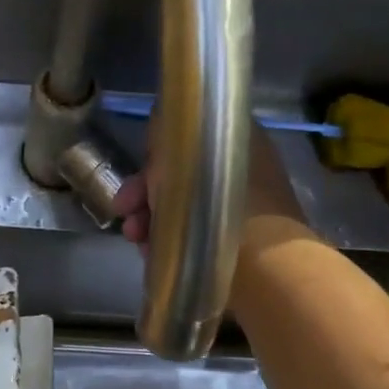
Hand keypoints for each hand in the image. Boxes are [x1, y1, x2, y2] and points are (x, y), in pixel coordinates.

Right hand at [111, 119, 304, 248]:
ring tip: (135, 237)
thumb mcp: (179, 155)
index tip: (139, 168)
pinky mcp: (241, 246)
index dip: (159, 152)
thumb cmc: (218, 202)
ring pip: (186, 208)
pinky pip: (196, 237)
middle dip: (146, 192)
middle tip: (124, 208)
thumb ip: (166, 133)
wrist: (264, 267)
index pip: (191, 136)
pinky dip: (171, 242)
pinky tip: (151, 254)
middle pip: (184, 176)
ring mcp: (246, 211)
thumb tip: (158, 121)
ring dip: (152, 220)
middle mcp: (244, 172)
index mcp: (240, 141)